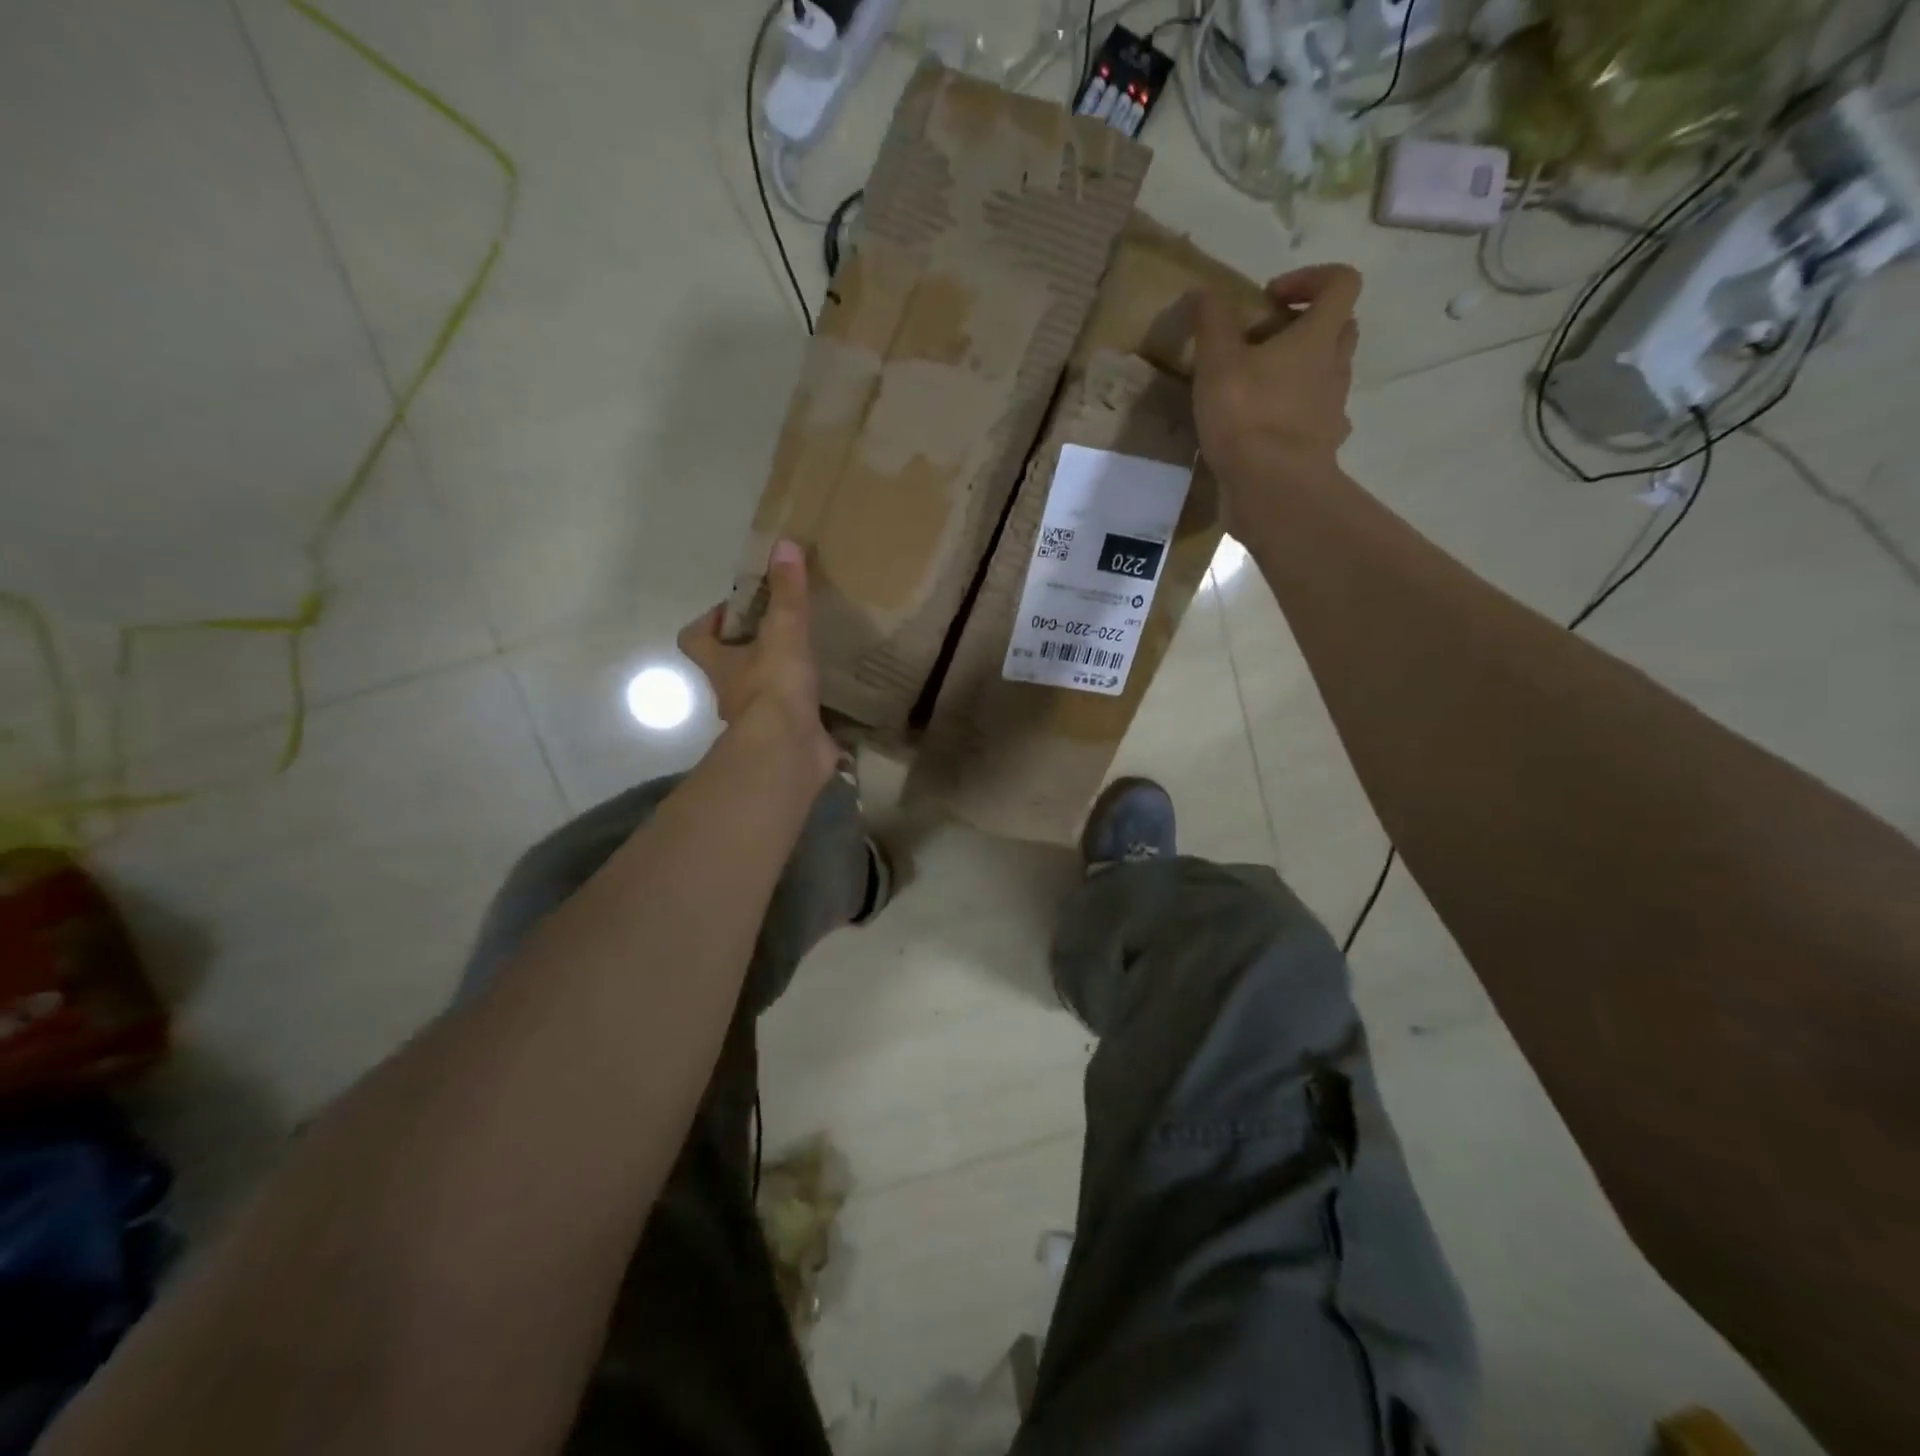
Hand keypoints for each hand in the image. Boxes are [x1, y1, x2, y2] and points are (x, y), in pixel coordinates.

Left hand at [678, 540, 837, 784]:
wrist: (787, 750)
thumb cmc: (773, 687)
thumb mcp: (783, 631)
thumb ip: (787, 592)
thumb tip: (785, 543)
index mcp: (720, 664)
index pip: (695, 638)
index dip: (708, 622)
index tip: (736, 611)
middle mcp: (732, 693)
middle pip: (729, 666)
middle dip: (751, 650)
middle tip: (783, 630)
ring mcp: (758, 720)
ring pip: (760, 694)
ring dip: (778, 680)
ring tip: (810, 660)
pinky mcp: (786, 738)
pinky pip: (793, 719)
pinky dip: (805, 709)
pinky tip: (829, 697)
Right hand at [1191, 264, 1361, 524]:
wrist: (1272, 488)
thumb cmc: (1247, 417)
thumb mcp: (1217, 363)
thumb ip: (1212, 323)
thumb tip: (1205, 290)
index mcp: (1318, 336)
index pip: (1340, 283)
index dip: (1310, 278)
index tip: (1270, 298)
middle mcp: (1335, 367)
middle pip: (1339, 328)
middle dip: (1306, 326)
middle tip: (1265, 342)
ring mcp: (1333, 409)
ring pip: (1328, 374)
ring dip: (1302, 371)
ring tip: (1260, 388)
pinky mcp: (1322, 446)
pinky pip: (1318, 419)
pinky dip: (1300, 415)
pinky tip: (1270, 428)